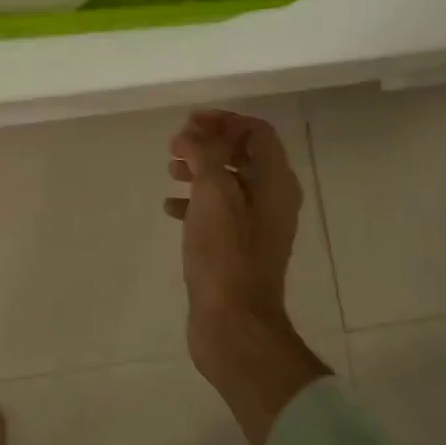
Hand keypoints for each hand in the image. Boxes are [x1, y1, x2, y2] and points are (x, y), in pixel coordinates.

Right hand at [166, 110, 328, 444]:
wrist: (233, 324)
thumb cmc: (225, 254)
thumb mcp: (213, 194)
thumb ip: (204, 155)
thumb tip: (191, 136)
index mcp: (275, 182)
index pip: (257, 132)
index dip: (224, 120)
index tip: (189, 123)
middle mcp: (272, 199)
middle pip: (243, 153)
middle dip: (208, 143)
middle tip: (174, 145)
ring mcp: (256, 225)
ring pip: (228, 181)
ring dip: (199, 169)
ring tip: (169, 170)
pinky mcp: (238, 247)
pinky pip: (217, 210)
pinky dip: (195, 200)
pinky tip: (170, 207)